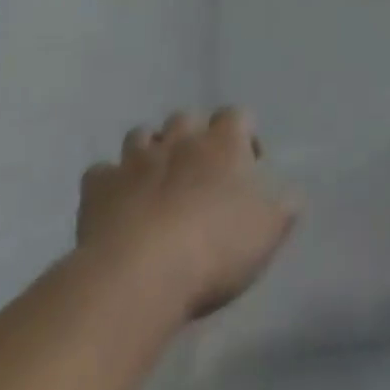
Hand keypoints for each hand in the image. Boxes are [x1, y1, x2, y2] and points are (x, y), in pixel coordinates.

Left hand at [78, 108, 297, 321]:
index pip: (238, 115)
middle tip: (199, 170)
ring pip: (141, 135)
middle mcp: (180, 140)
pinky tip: (116, 203)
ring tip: (156, 180)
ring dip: (150, 151)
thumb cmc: (216, 247)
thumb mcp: (269, 231)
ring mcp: (134, 161)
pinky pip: (101, 173)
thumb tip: (291, 194)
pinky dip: (109, 182)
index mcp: (224, 143)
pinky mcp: (98, 188)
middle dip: (193, 136)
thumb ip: (285, 207)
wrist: (141, 274)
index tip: (248, 163)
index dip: (244, 134)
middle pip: (186, 118)